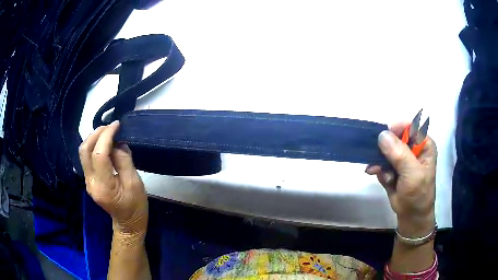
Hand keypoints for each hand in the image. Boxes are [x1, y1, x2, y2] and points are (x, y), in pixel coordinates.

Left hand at [79, 121, 147, 235]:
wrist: (128, 224)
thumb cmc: (135, 206)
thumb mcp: (135, 183)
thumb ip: (125, 161)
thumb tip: (118, 143)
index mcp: (104, 186)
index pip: (98, 154)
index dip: (106, 136)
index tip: (117, 125)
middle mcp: (91, 182)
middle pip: (85, 150)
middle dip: (96, 133)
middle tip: (110, 127)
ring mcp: (88, 182)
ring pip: (83, 153)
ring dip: (94, 138)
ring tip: (108, 133)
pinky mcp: (89, 180)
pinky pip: (87, 158)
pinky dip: (94, 146)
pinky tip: (105, 145)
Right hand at [366, 122, 436, 236]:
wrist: (411, 216)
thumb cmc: (418, 193)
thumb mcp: (412, 174)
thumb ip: (399, 154)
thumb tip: (382, 135)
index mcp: (423, 144)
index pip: (410, 126)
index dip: (397, 128)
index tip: (383, 135)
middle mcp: (412, 147)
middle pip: (395, 136)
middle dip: (384, 147)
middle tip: (375, 155)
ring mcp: (401, 157)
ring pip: (385, 149)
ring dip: (379, 159)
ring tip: (376, 170)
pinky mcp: (392, 167)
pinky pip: (380, 161)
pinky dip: (376, 167)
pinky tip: (373, 172)